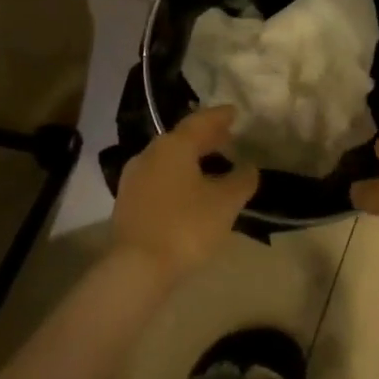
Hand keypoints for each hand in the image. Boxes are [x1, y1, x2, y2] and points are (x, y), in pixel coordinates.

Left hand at [112, 106, 259, 281]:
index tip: (234, 112)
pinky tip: (190, 189)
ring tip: (213, 164)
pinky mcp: (129, 201)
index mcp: (173, 146)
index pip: (200, 122)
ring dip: (191, 158)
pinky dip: (178, 176)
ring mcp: (135, 178)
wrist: (137, 267)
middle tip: (227, 137)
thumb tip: (249, 167)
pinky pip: (159, 177)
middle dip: (205, 137)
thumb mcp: (224, 203)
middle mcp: (150, 154)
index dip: (219, 117)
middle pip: (182, 139)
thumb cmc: (186, 227)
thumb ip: (241, 180)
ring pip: (168, 159)